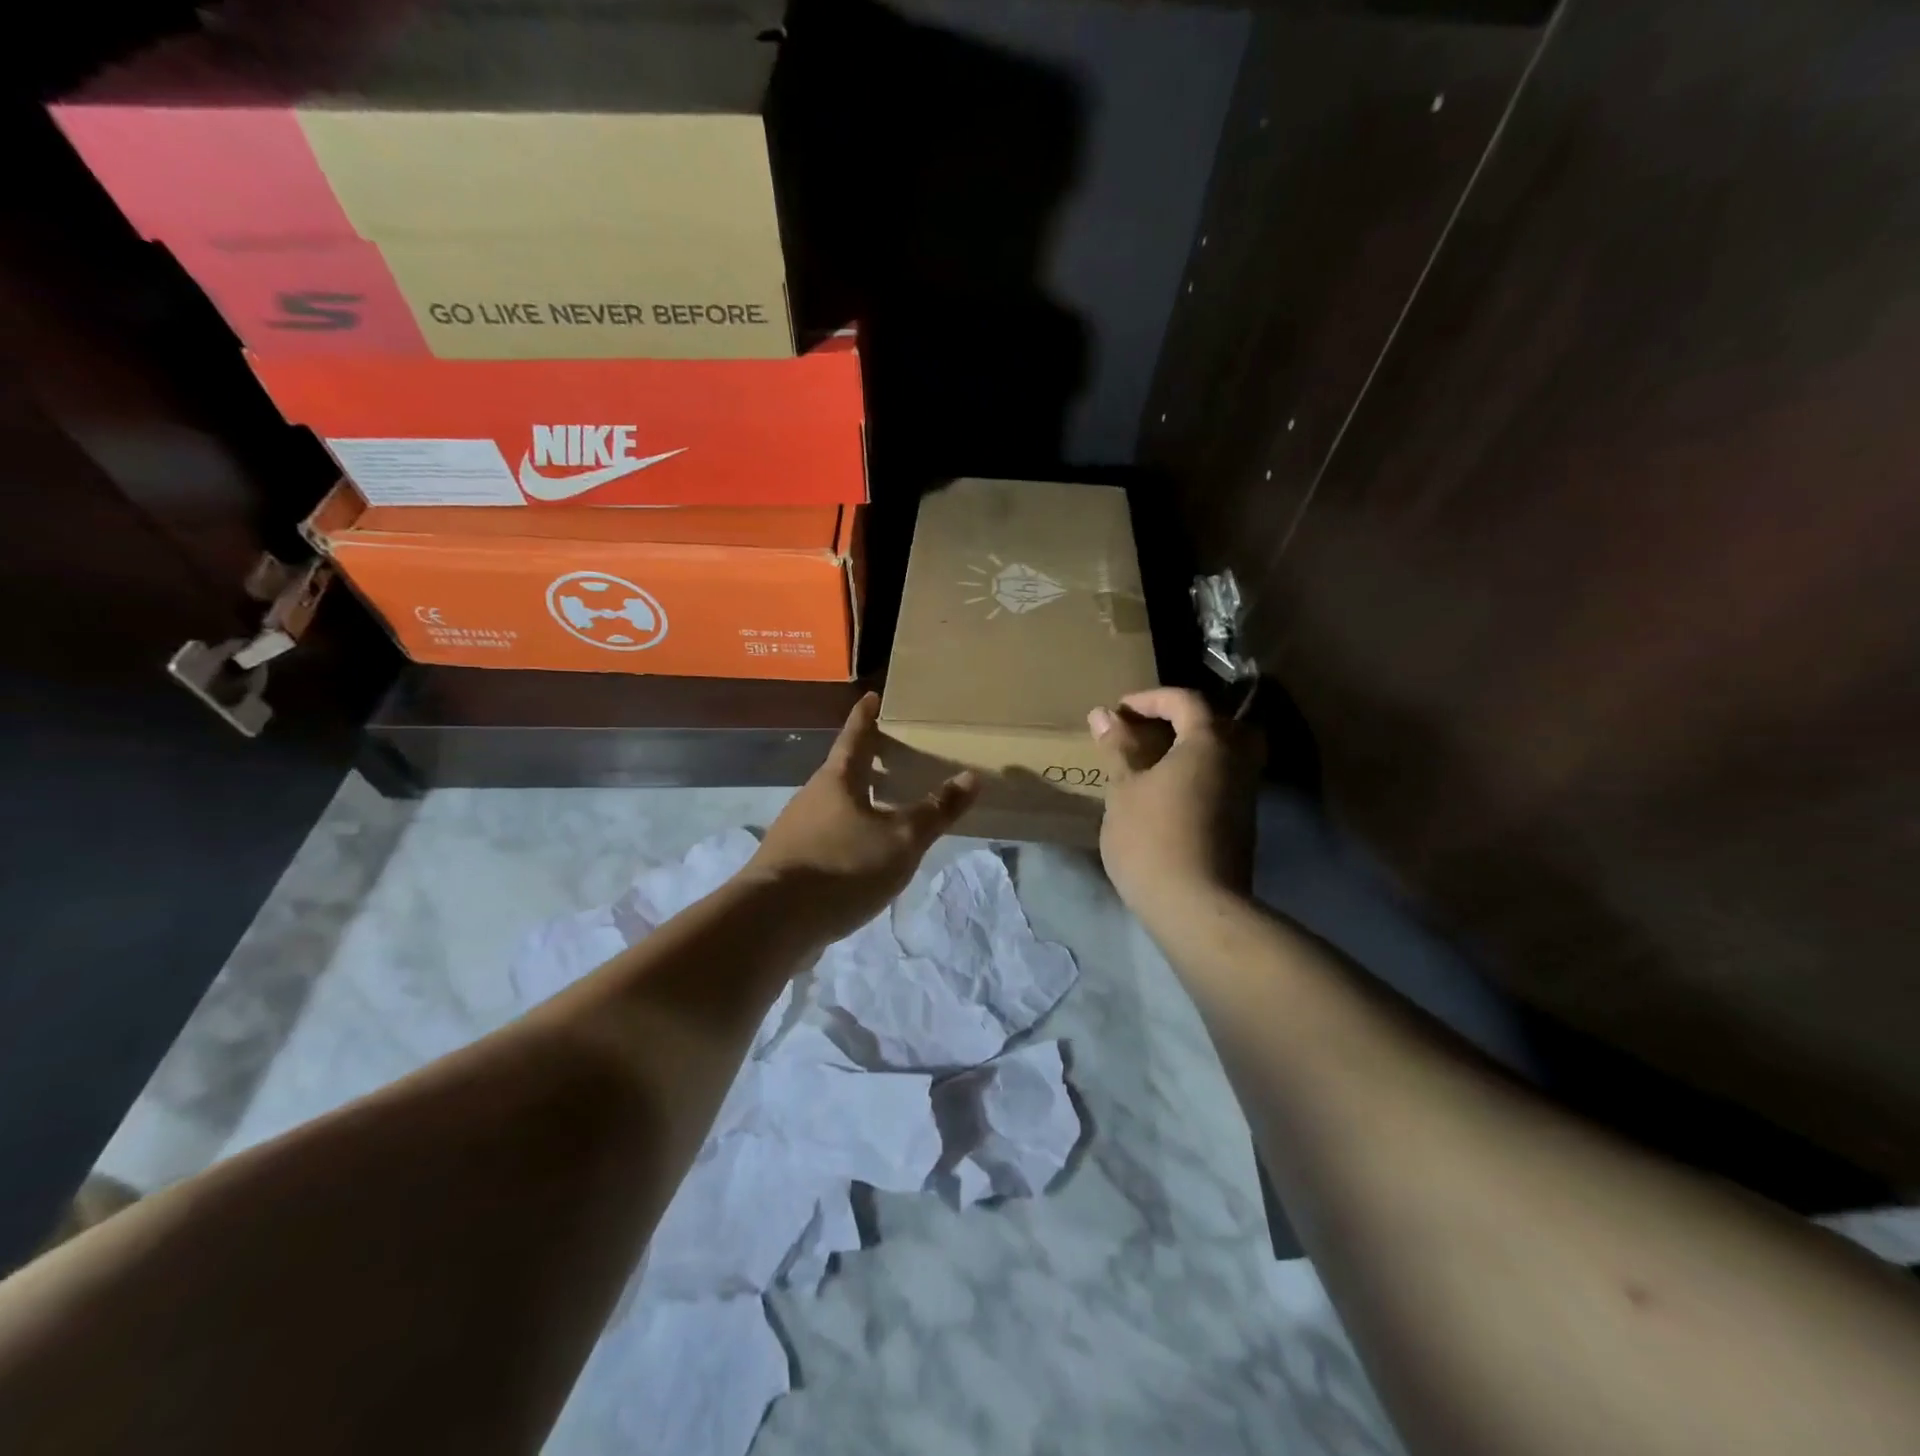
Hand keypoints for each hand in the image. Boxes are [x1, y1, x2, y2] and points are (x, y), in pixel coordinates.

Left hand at [747, 692, 978, 944]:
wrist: (772, 922)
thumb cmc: (843, 867)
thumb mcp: (901, 840)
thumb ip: (935, 811)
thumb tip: (971, 777)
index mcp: (837, 781)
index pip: (855, 737)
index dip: (866, 717)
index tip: (872, 696)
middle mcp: (812, 798)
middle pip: (842, 772)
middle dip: (866, 763)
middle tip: (893, 757)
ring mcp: (796, 832)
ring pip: (834, 806)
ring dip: (858, 802)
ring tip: (886, 809)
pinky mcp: (791, 864)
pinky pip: (826, 838)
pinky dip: (848, 835)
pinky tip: (863, 856)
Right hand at [1089, 688, 1260, 927]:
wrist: (1195, 906)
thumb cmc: (1152, 838)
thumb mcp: (1124, 789)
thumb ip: (1118, 747)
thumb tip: (1103, 714)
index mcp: (1209, 741)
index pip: (1185, 700)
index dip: (1151, 698)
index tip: (1120, 710)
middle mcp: (1237, 758)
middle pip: (1218, 722)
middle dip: (1183, 719)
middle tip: (1149, 729)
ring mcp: (1246, 792)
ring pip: (1226, 752)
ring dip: (1193, 747)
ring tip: (1155, 761)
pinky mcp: (1244, 821)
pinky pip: (1225, 777)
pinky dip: (1201, 772)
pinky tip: (1171, 791)